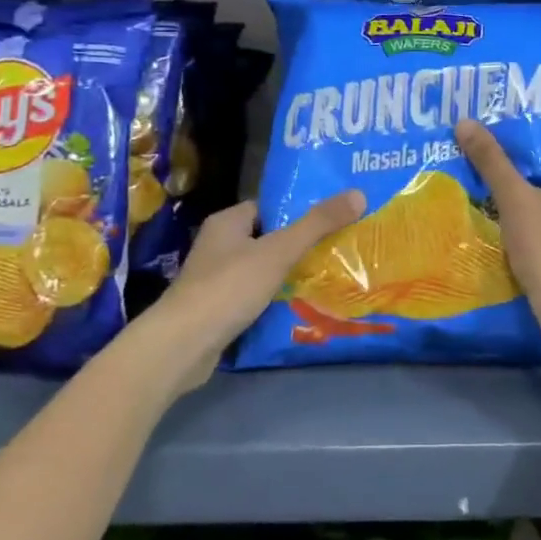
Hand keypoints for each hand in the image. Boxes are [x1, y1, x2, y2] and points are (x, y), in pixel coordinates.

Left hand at [138, 191, 364, 394]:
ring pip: (260, 270)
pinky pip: (252, 297)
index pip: (268, 207)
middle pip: (266, 238)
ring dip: (286, 275)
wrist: (182, 345)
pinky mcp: (216, 310)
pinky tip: (299, 307)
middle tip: (337, 248)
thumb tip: (358, 194)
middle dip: (297, 245)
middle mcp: (218, 246)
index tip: (330, 217)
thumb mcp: (279, 251)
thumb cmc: (229, 287)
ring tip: (327, 276)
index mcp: (227, 222)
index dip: (297, 211)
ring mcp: (214, 280)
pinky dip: (273, 300)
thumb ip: (317, 224)